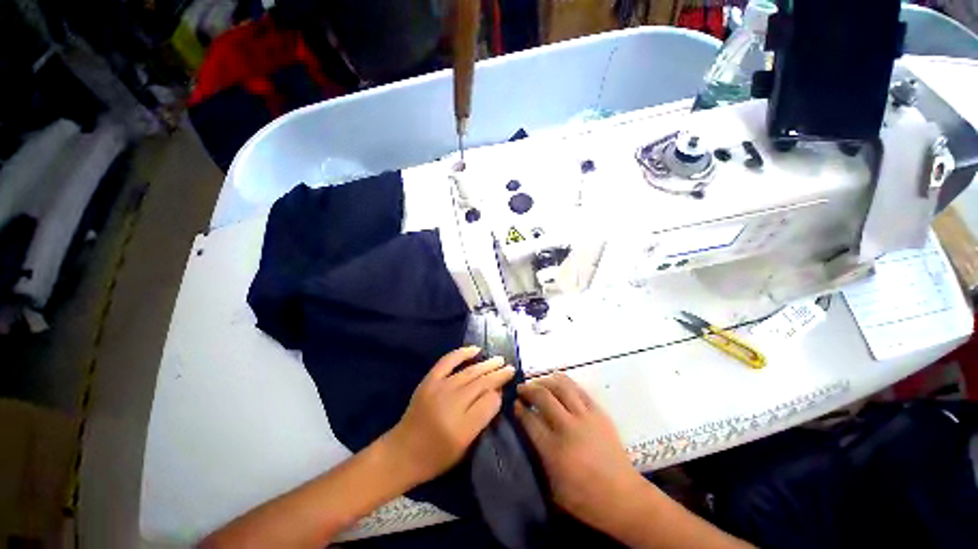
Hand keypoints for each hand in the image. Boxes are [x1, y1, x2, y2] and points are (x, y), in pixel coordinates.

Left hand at [384, 347, 514, 485]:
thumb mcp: (465, 448)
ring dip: (487, 364)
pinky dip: (462, 353)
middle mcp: (452, 405)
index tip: (504, 391)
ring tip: (500, 360)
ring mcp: (439, 389)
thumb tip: (495, 394)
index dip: (499, 394)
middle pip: (481, 384)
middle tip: (510, 369)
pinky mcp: (429, 381)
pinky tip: (476, 349)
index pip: (489, 403)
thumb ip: (482, 420)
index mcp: (462, 428)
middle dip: (498, 375)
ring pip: (469, 372)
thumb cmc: (436, 457)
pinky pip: (448, 361)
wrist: (402, 452)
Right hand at [516, 373, 644, 529]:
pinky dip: (564, 381)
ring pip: (560, 387)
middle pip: (543, 397)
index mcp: (554, 450)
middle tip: (521, 389)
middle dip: (528, 389)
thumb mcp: (553, 488)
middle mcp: (567, 427)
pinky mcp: (598, 412)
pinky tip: (557, 380)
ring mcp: (585, 417)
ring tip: (537, 382)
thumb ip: (538, 459)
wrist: (623, 498)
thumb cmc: (585, 499)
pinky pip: (578, 389)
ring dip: (545, 381)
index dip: (519, 409)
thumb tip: (527, 436)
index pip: (530, 420)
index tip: (514, 403)